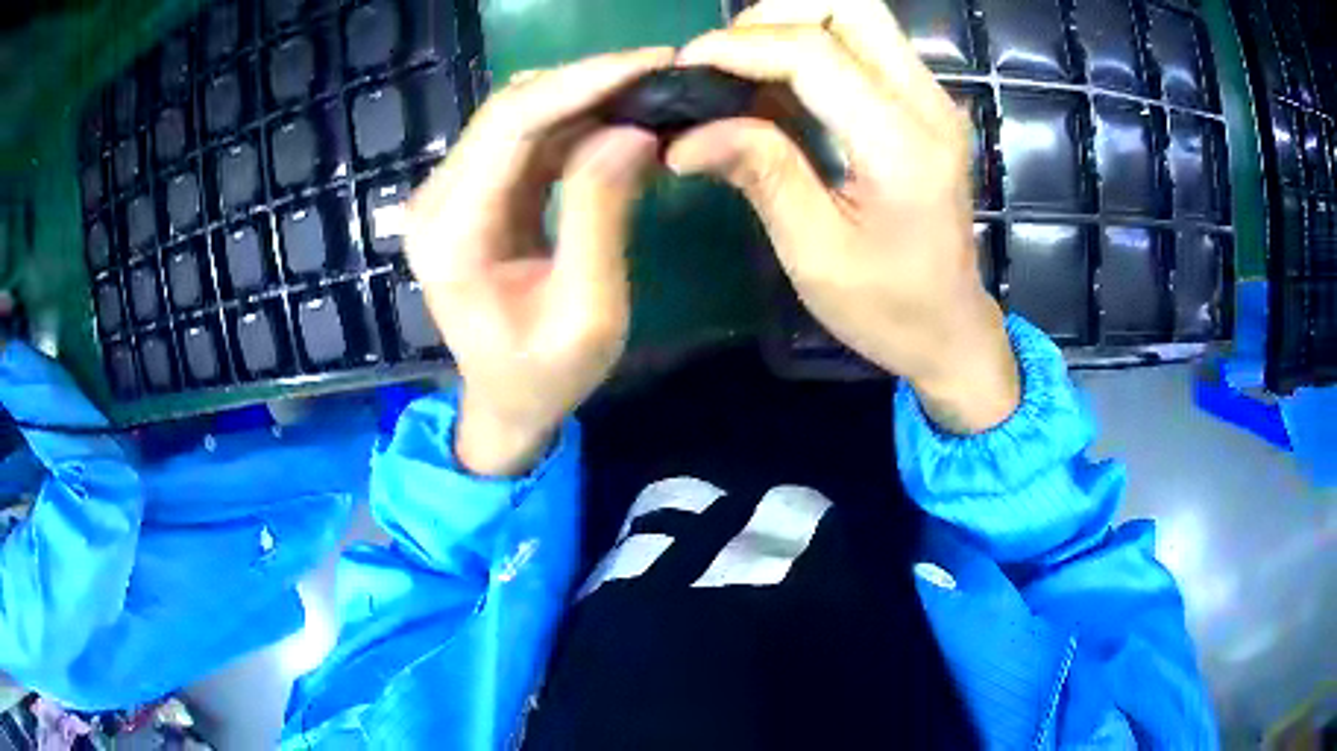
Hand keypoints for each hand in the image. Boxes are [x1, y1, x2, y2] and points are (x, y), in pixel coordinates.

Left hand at [406, 48, 673, 474]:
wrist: (506, 403)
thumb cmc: (546, 376)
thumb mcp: (588, 310)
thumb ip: (602, 214)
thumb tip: (632, 131)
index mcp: (453, 232)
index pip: (510, 125)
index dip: (582, 83)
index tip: (651, 63)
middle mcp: (438, 200)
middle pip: (510, 109)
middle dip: (588, 81)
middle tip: (661, 71)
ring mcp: (452, 195)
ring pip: (518, 115)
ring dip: (584, 97)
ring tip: (649, 92)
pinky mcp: (474, 195)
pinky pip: (525, 139)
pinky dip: (574, 123)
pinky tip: (620, 121)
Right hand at [667, 0, 1018, 433]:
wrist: (953, 329)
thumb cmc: (888, 308)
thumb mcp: (815, 254)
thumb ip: (760, 174)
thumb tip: (686, 134)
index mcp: (902, 145)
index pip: (814, 53)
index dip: (740, 47)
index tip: (684, 68)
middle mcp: (927, 103)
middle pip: (848, 6)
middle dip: (773, 18)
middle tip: (725, 62)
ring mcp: (932, 98)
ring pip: (856, 16)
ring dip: (791, 27)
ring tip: (744, 71)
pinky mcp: (924, 103)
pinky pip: (864, 44)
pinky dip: (811, 47)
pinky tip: (777, 87)